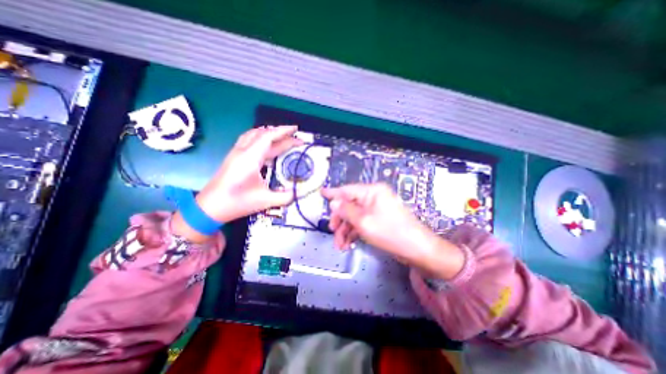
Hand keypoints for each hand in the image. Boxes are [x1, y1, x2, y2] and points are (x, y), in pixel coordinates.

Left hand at [196, 126, 303, 222]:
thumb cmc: (237, 202)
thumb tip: (299, 192)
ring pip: (254, 134)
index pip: (268, 137)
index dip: (283, 131)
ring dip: (269, 132)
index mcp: (250, 158)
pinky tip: (266, 144)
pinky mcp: (234, 157)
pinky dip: (261, 137)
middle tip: (295, 136)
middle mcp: (242, 151)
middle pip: (262, 134)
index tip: (296, 129)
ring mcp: (236, 153)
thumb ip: (285, 196)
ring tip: (282, 136)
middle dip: (280, 132)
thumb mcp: (265, 201)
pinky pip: (248, 140)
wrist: (209, 208)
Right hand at [319, 183, 463, 280]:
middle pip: (350, 205)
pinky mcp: (379, 221)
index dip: (333, 193)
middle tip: (332, 231)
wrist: (417, 250)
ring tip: (340, 245)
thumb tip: (334, 203)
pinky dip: (354, 233)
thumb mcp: (364, 221)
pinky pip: (362, 223)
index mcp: (372, 191)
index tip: (321, 193)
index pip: (348, 190)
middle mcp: (374, 198)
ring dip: (345, 230)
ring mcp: (377, 210)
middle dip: (340, 219)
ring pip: (354, 216)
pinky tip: (348, 244)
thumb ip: (346, 210)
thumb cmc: (390, 232)